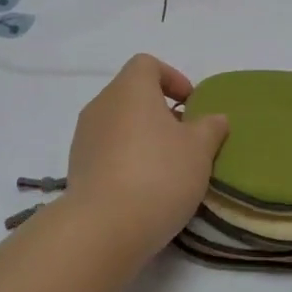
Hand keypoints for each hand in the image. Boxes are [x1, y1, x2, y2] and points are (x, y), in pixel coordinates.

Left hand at [65, 55, 228, 260]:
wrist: (104, 226)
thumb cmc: (159, 174)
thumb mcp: (199, 150)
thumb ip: (210, 128)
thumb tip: (215, 118)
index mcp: (130, 89)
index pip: (146, 64)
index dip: (172, 77)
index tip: (191, 105)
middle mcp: (101, 104)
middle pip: (131, 94)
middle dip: (159, 111)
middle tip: (185, 139)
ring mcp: (84, 135)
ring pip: (118, 123)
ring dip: (142, 136)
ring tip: (166, 167)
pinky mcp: (76, 166)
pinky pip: (106, 150)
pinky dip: (125, 158)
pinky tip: (143, 187)